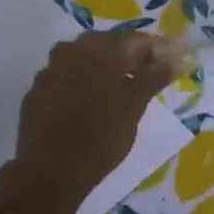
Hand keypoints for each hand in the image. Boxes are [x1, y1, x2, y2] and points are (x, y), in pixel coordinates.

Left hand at [10, 33, 176, 202]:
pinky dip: (84, 83)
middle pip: (109, 46)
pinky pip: (67, 77)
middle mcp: (71, 50)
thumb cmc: (100, 137)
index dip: (159, 50)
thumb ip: (154, 77)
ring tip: (123, 91)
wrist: (48, 173)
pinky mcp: (36, 91)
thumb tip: (177, 57)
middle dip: (132, 58)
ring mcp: (50, 70)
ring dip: (106, 69)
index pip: (137, 40)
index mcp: (99, 49)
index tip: (175, 62)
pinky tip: (92, 103)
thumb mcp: (134, 107)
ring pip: (86, 60)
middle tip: (151, 77)